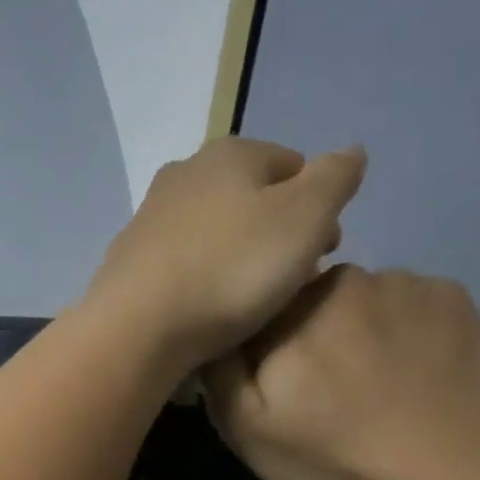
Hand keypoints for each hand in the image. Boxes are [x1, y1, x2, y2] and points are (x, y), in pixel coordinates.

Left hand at [83, 137, 365, 372]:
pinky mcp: (128, 262)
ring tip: (251, 301)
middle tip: (292, 280)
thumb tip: (351, 151)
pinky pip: (182, 265)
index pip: (293, 166)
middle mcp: (182, 174)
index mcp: (229, 152)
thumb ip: (336, 178)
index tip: (325, 252)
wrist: (139, 327)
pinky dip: (201, 279)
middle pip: (250, 200)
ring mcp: (148, 219)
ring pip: (214, 233)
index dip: (318, 208)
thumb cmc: (232, 269)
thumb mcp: (306, 217)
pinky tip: (206, 310)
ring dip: (238, 257)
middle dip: (277, 233)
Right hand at [204, 266, 479, 479]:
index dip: (260, 350)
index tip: (276, 388)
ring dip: (359, 333)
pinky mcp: (458, 299)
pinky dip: (407, 333)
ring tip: (374, 388)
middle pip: (310, 302)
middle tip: (325, 394)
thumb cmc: (335, 455)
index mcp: (291, 305)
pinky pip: (412, 307)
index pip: (258, 311)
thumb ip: (218, 369)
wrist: (453, 476)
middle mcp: (348, 276)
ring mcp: (409, 282)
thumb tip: (217, 331)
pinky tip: (414, 376)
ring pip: (363, 303)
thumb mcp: (245, 428)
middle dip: (310, 337)